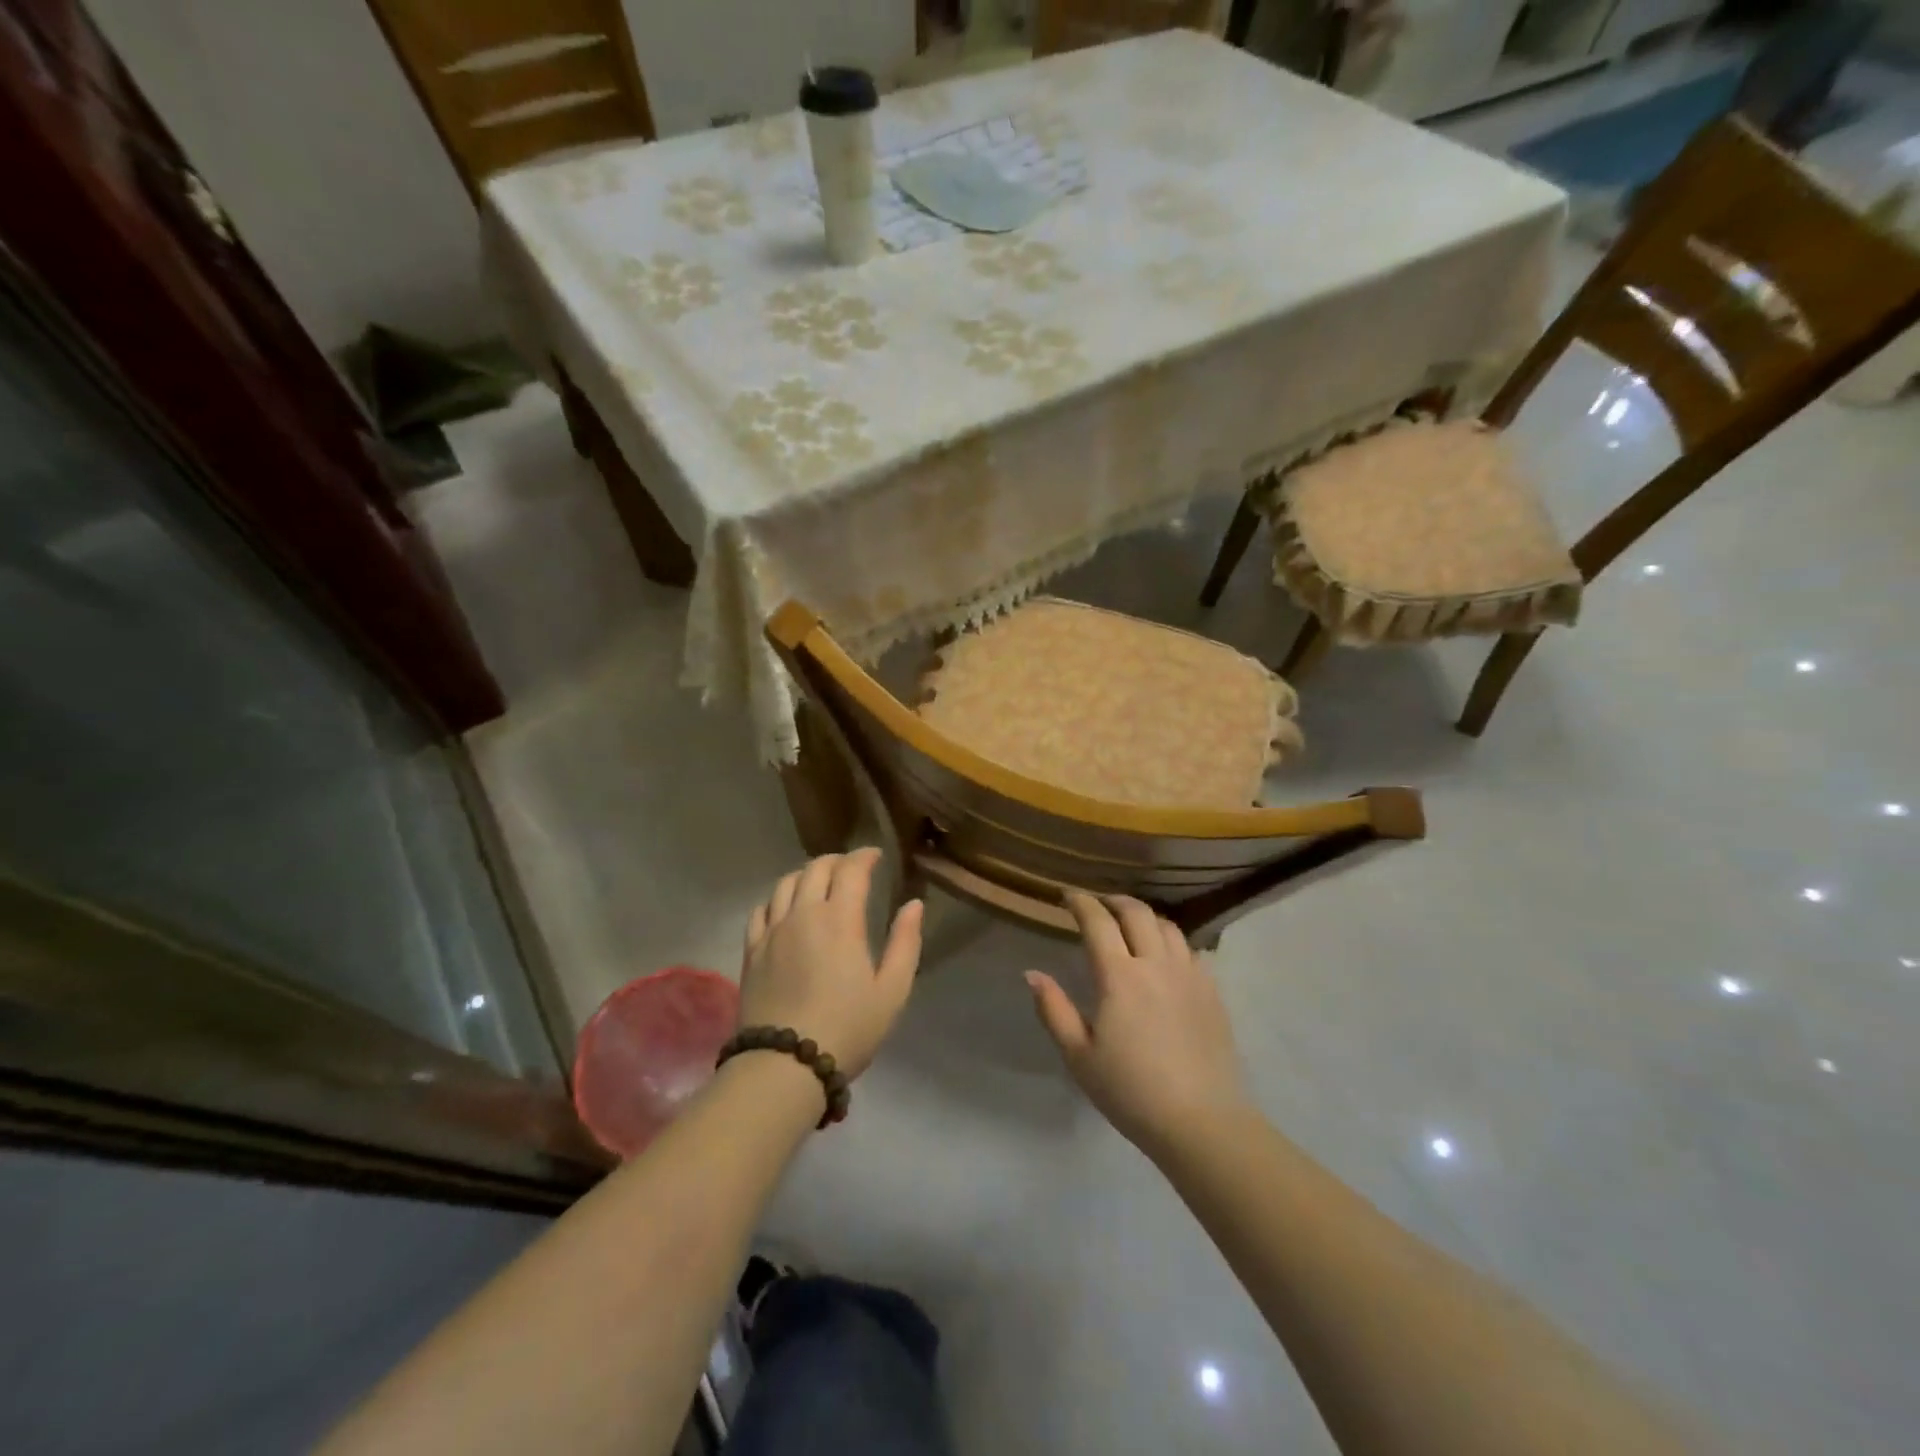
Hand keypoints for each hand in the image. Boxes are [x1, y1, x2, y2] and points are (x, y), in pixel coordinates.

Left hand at [741, 849, 923, 1079]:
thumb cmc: (848, 1028)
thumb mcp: (892, 990)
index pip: (851, 869)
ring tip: (819, 882)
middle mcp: (803, 914)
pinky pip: (761, 909)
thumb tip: (913, 904)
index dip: (865, 856)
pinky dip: (777, 898)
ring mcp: (772, 930)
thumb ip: (905, 942)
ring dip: (806, 874)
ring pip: (785, 883)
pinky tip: (785, 908)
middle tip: (852, 867)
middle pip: (815, 868)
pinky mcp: (752, 950)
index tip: (876, 855)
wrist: (784, 1065)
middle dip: (837, 860)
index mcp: (840, 919)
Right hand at [1026, 893, 1250, 1156]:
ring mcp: (1189, 974)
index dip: (1081, 902)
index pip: (1098, 921)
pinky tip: (1165, 955)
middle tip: (1099, 904)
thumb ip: (1054, 1009)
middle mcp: (1156, 963)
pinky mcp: (1212, 991)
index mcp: (1119, 976)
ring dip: (1144, 916)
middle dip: (1114, 900)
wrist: (1201, 1121)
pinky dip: (1171, 940)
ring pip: (1167, 926)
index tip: (1068, 896)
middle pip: (1136, 912)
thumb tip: (1031, 973)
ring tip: (1131, 924)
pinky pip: (1190, 949)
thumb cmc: (1130, 1091)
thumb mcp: (1079, 1056)